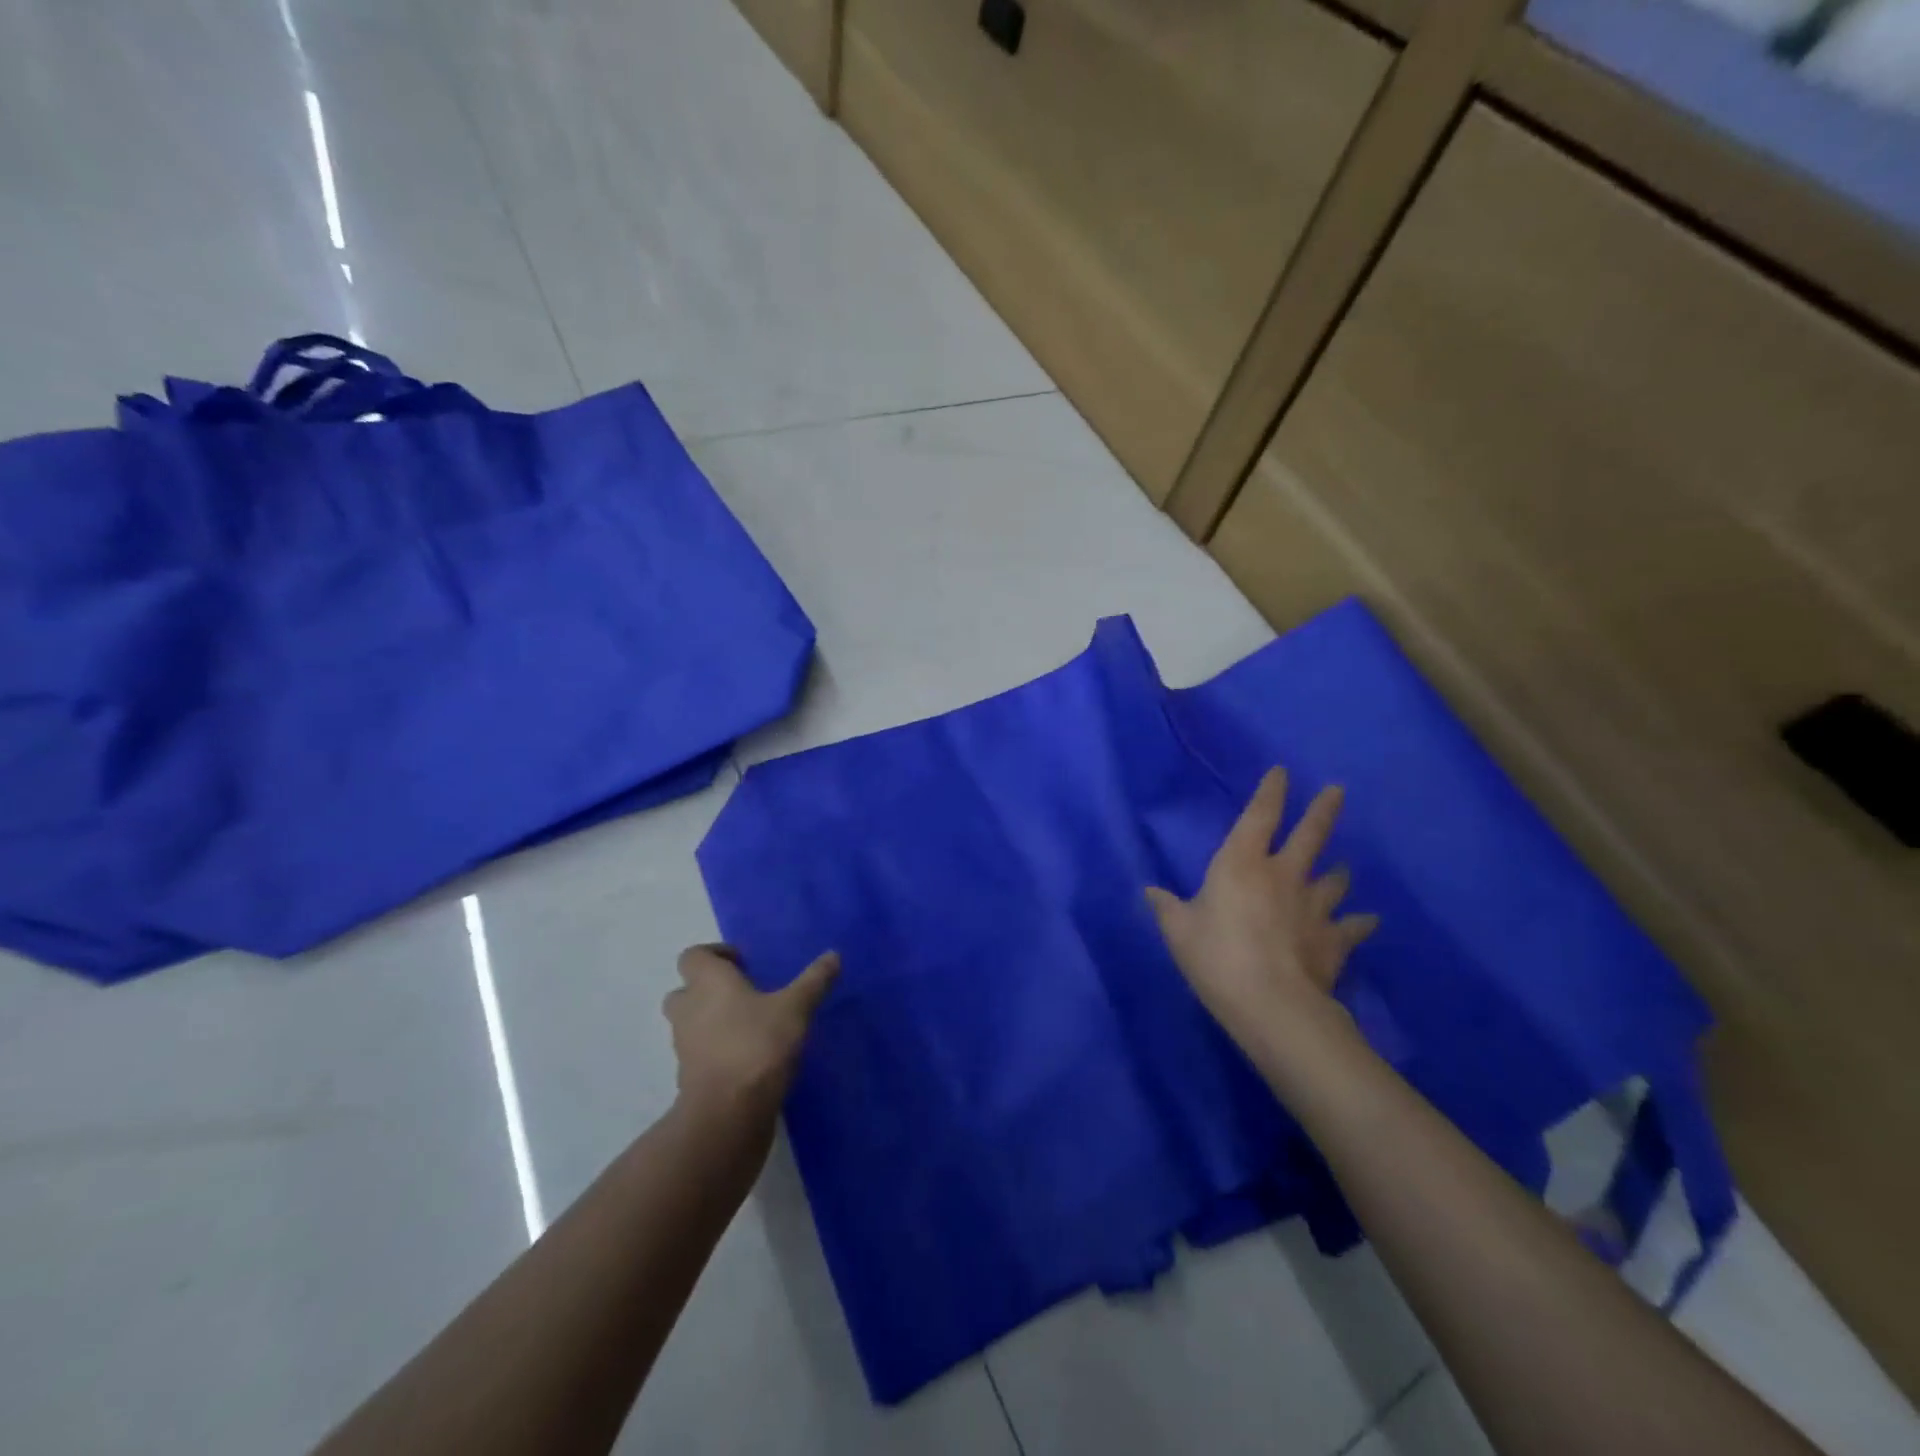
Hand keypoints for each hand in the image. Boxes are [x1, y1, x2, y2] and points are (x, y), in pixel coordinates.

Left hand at [663, 944, 838, 1119]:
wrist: (727, 1113)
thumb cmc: (758, 1044)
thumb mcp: (795, 1008)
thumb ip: (813, 981)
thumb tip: (834, 955)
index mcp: (708, 982)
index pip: (693, 956)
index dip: (715, 955)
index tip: (743, 963)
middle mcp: (689, 1009)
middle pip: (685, 990)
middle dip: (708, 989)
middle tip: (742, 993)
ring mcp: (684, 1046)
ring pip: (690, 1023)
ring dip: (711, 1020)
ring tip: (750, 1026)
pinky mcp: (689, 1078)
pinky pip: (699, 1054)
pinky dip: (716, 1051)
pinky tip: (748, 1057)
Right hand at [1146, 767, 1377, 1063]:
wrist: (1272, 1004)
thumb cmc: (1216, 956)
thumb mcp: (1178, 931)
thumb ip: (1166, 907)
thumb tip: (1150, 891)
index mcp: (1241, 863)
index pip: (1259, 816)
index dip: (1270, 792)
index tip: (1282, 772)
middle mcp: (1283, 875)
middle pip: (1309, 836)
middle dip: (1323, 811)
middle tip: (1338, 791)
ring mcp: (1314, 907)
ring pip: (1334, 880)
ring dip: (1338, 873)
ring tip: (1342, 868)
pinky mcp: (1334, 939)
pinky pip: (1352, 926)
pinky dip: (1359, 922)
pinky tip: (1367, 921)